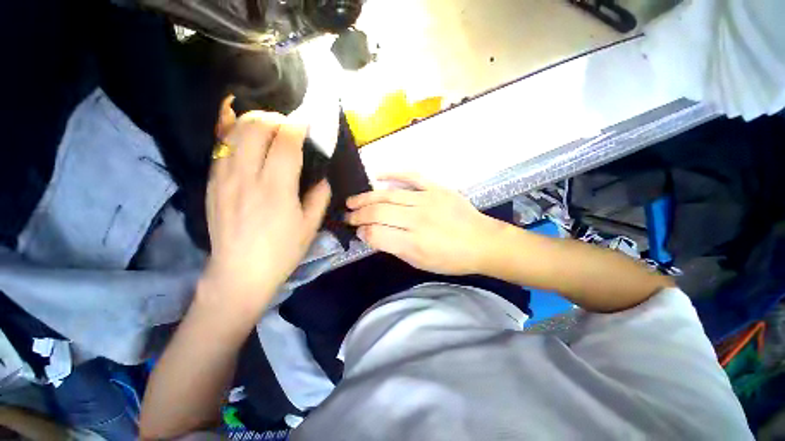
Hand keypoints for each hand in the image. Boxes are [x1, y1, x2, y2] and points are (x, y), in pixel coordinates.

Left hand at [204, 110, 330, 305]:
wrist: (239, 273)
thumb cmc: (282, 251)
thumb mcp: (311, 226)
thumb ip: (320, 196)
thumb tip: (321, 176)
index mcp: (276, 189)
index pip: (285, 143)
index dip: (297, 127)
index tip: (306, 123)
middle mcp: (246, 177)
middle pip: (255, 127)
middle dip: (275, 118)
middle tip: (288, 126)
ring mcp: (223, 177)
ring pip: (234, 131)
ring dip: (254, 121)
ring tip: (269, 129)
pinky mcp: (211, 182)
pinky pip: (221, 145)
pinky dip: (234, 132)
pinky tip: (246, 136)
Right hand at [345, 174, 502, 274]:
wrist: (482, 242)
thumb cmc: (451, 259)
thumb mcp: (421, 263)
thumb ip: (395, 248)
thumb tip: (373, 235)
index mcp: (414, 243)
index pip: (376, 235)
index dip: (362, 233)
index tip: (357, 231)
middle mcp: (417, 220)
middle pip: (379, 213)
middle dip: (358, 214)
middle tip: (347, 215)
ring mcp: (427, 200)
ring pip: (389, 195)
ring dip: (367, 197)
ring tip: (352, 200)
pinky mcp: (436, 188)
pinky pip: (412, 176)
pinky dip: (393, 173)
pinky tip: (377, 175)